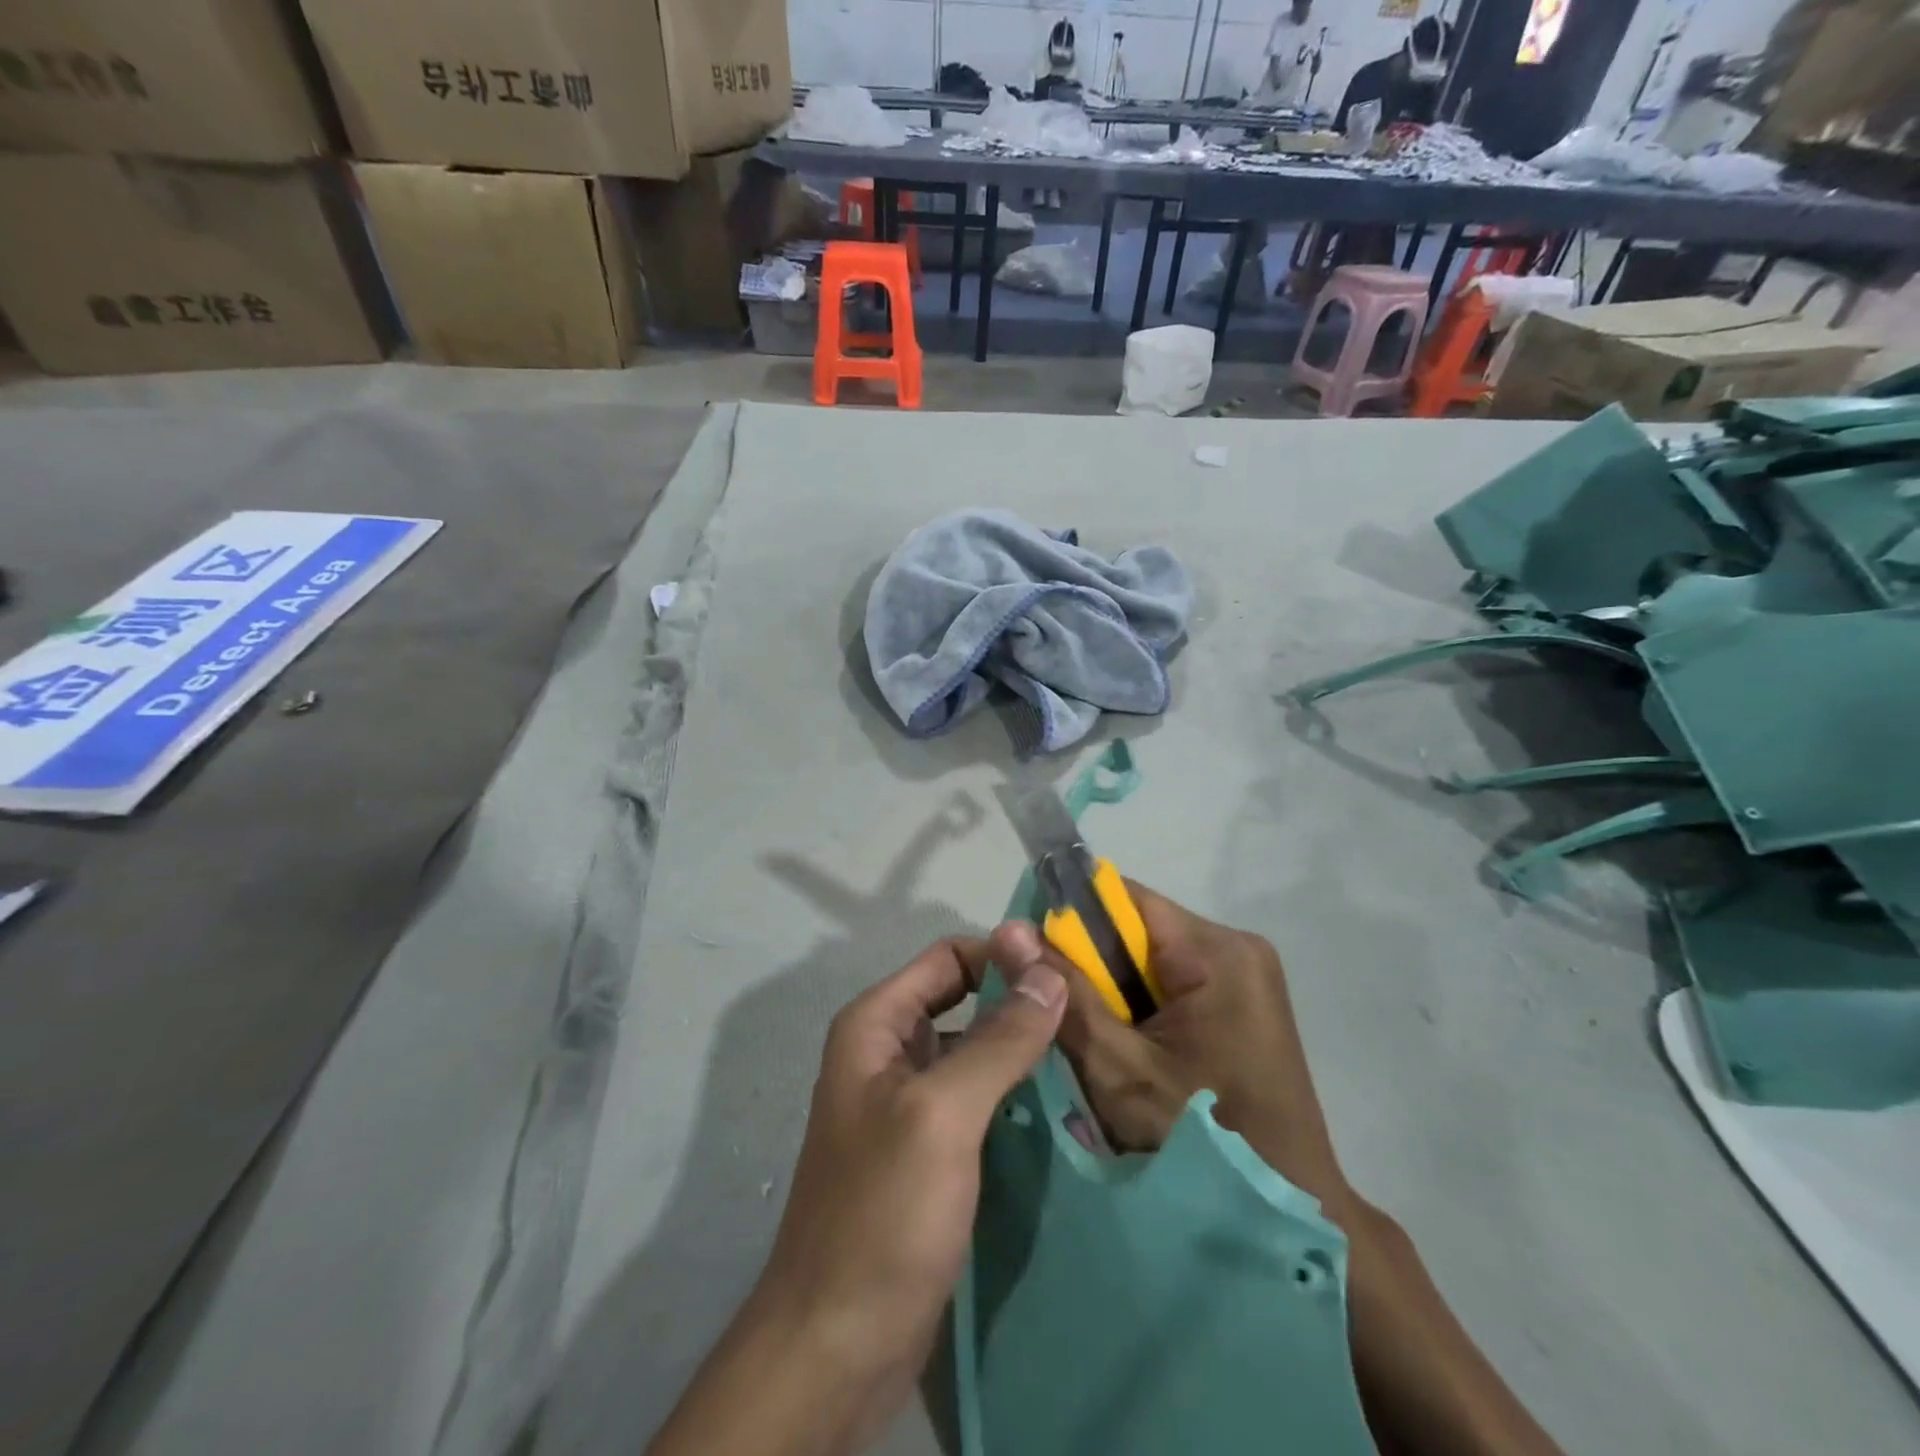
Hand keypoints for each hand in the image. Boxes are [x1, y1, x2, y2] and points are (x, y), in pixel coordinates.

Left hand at [650, 926, 1067, 1455]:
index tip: (1064, 973)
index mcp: (876, 1024)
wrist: (836, 1345)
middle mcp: (889, 1052)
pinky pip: (978, 1098)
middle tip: (1086, 1013)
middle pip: (963, 999)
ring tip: (1087, 1052)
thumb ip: (999, 1039)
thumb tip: (1049, 971)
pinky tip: (1061, 1103)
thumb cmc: (882, 1212)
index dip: (1002, 956)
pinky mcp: (931, 1150)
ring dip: (1022, 1048)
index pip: (948, 958)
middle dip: (1018, 1001)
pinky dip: (1015, 1092)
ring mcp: (909, 1103)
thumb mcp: (943, 1114)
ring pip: (975, 1050)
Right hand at [1055, 886, 1566, 1455]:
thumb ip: (1066, 996)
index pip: (1124, 899)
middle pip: (1136, 930)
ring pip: (1149, 960)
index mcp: (1217, 951)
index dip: (1069, 918)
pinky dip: (1138, 1010)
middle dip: (1089, 965)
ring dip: (1111, 992)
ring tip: (1085, 1036)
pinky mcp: (1240, 1006)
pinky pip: (1170, 985)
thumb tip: (1008, 929)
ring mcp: (1243, 978)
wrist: (1298, 1216)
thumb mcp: (1121, 1069)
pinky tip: (1124, 1050)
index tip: (1028, 954)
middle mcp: (1236, 949)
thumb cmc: (1206, 1141)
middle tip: (1050, 1009)